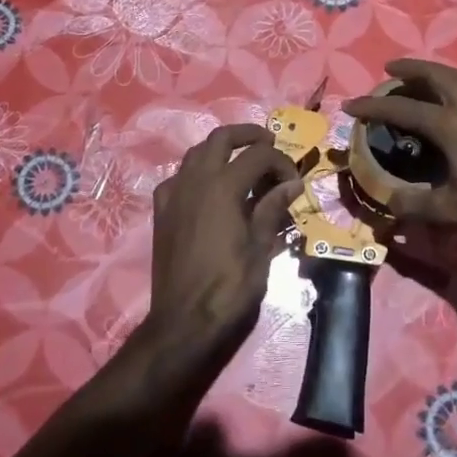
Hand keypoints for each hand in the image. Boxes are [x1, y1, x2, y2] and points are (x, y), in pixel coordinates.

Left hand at [144, 123, 302, 367]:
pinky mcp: (162, 210)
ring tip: (241, 162)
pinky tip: (208, 190)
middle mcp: (195, 180)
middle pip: (221, 138)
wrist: (183, 320)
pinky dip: (197, 172)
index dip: (282, 162)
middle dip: (248, 135)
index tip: (294, 182)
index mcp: (223, 186)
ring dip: (221, 149)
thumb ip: (272, 209)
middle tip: (268, 143)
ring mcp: (174, 193)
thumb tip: (292, 183)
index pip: (259, 155)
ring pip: (196, 152)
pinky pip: (179, 177)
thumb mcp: (260, 248)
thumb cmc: (229, 287)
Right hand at [343, 59, 456, 245]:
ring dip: (437, 72)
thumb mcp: (452, 210)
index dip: (374, 106)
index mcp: (451, 125)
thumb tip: (389, 201)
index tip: (351, 105)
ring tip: (423, 77)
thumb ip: (415, 204)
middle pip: (436, 75)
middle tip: (391, 67)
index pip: (403, 109)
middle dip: (410, 68)